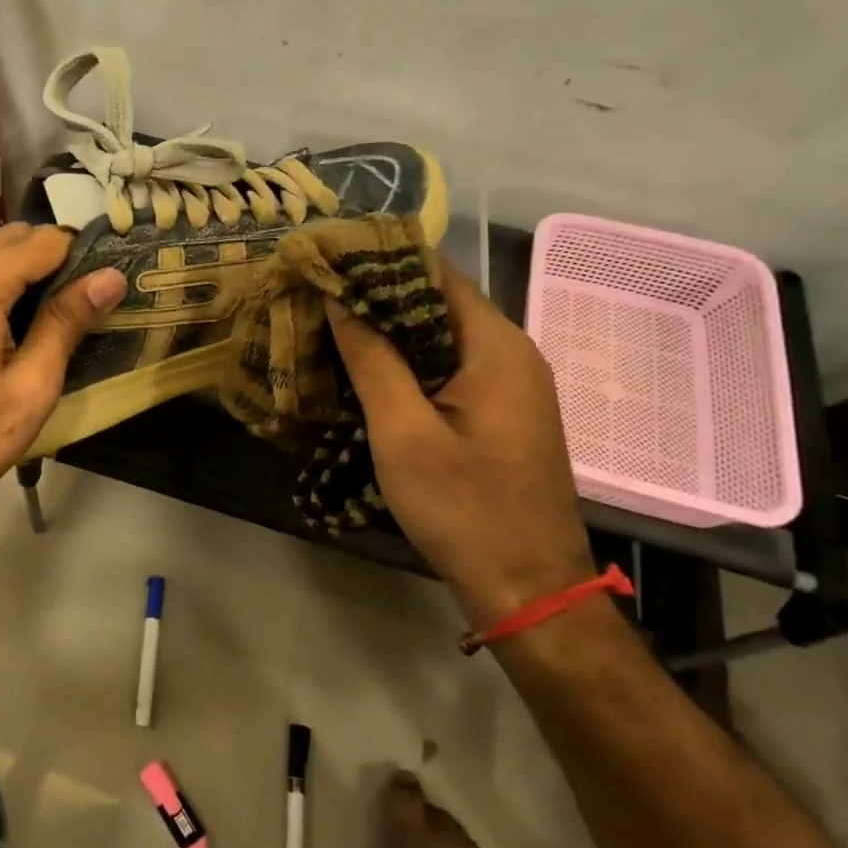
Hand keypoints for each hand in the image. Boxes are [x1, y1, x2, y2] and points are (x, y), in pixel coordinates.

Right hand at [327, 256, 594, 627]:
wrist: (528, 588)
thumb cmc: (463, 508)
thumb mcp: (403, 432)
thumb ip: (372, 359)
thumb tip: (339, 298)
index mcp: (496, 346)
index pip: (436, 273)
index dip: (380, 261)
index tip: (329, 260)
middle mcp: (513, 352)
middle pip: (440, 302)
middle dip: (379, 296)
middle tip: (319, 297)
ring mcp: (513, 384)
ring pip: (444, 336)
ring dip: (392, 331)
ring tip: (332, 328)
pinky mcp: (504, 413)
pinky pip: (453, 367)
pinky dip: (411, 362)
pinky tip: (370, 373)